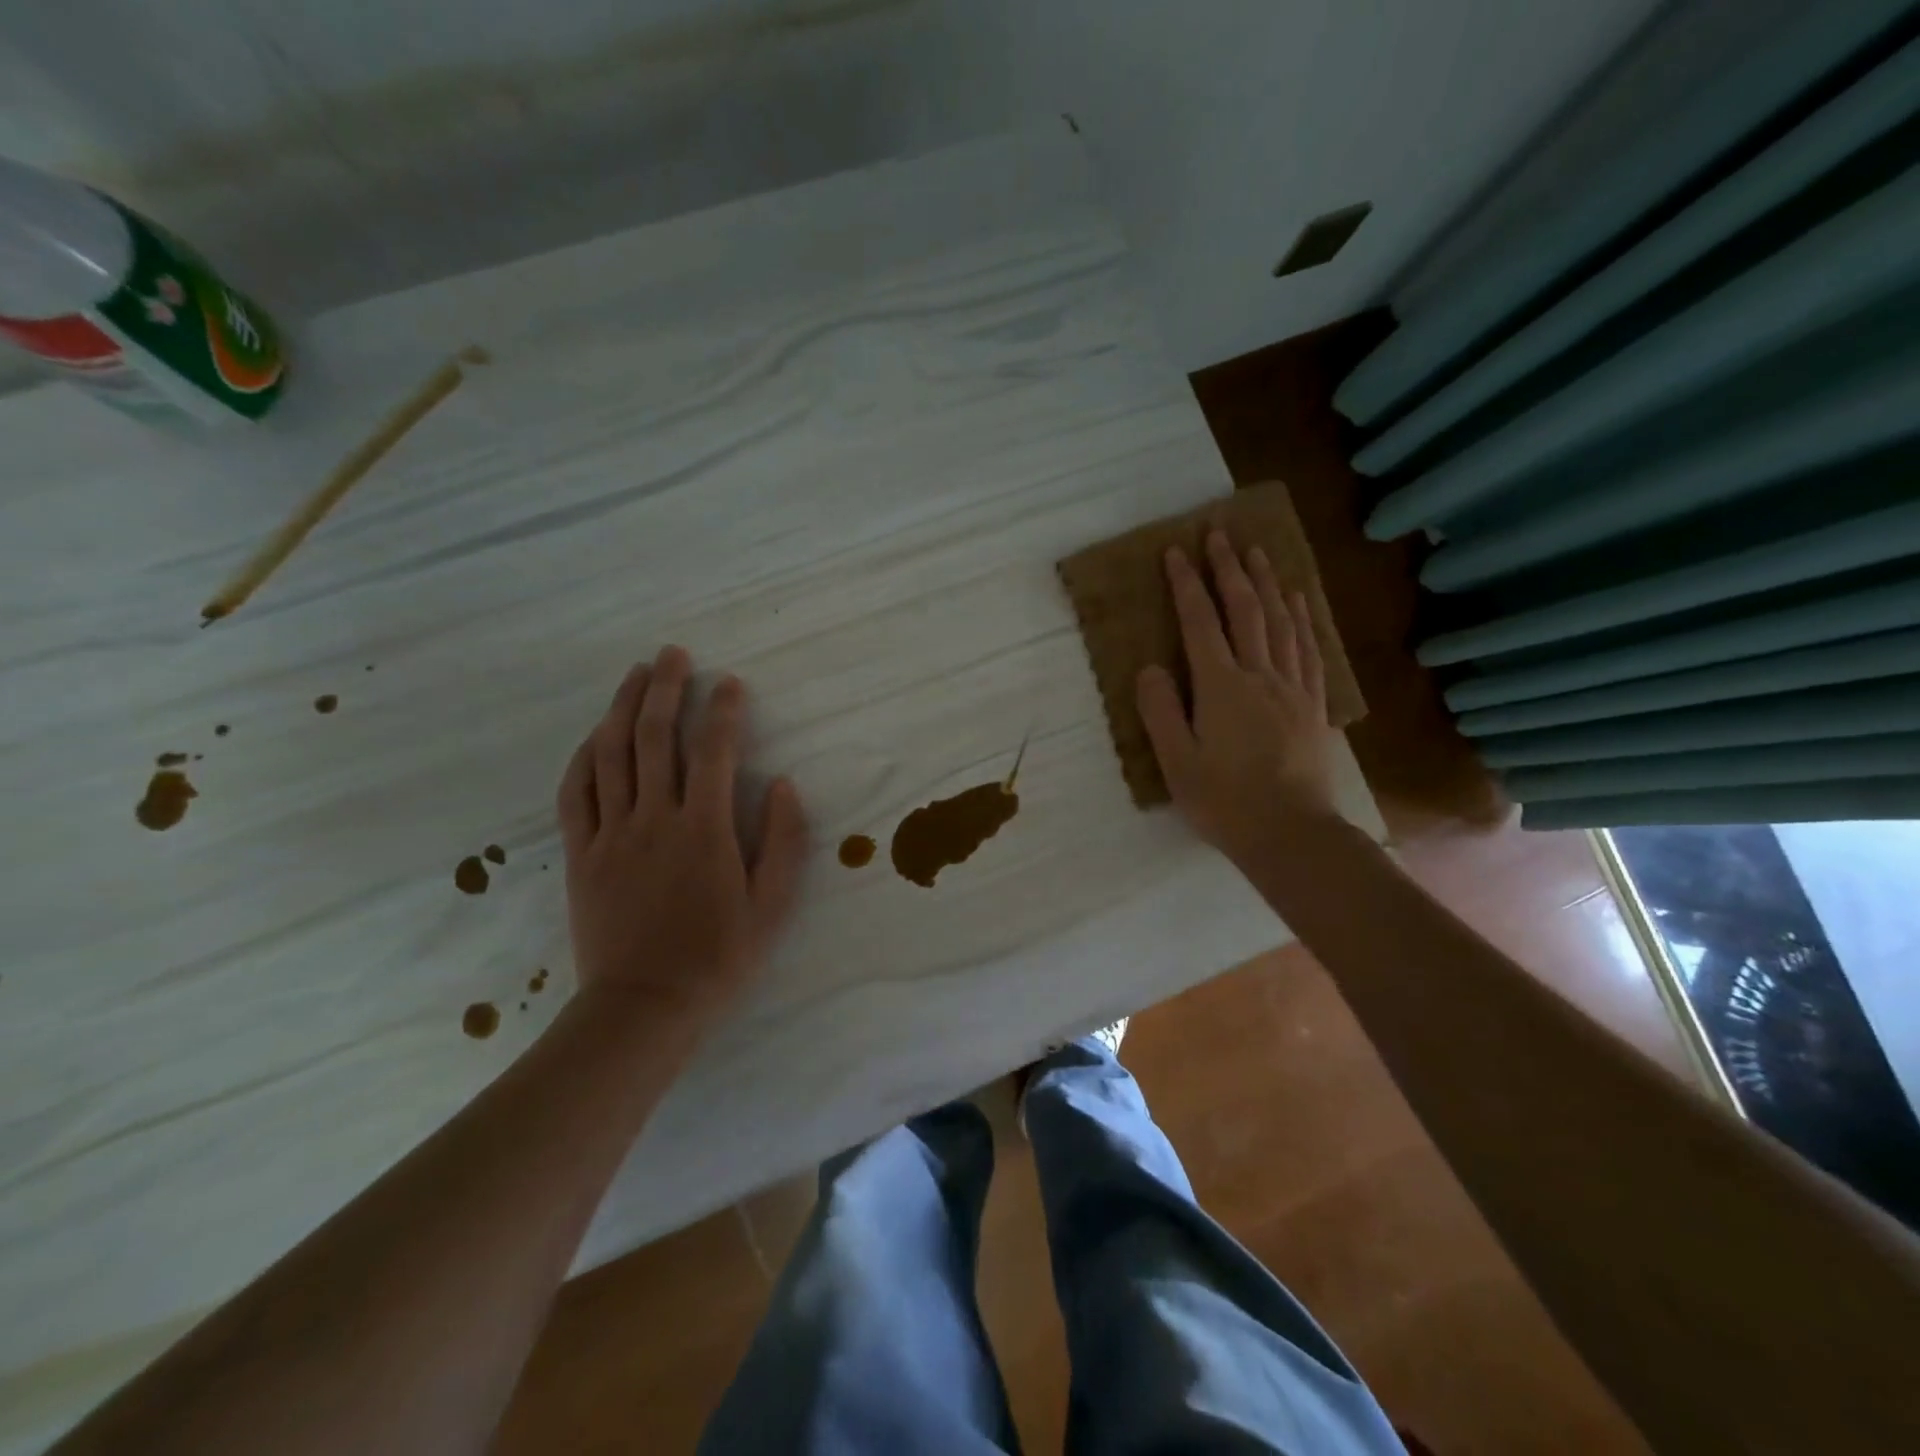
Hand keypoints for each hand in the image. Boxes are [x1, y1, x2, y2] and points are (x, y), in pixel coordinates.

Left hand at [557, 645, 809, 1032]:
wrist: (642, 1008)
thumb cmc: (717, 958)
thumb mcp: (771, 907)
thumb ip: (783, 843)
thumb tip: (782, 785)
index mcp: (703, 830)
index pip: (712, 752)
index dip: (722, 710)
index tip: (730, 683)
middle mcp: (653, 820)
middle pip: (654, 738)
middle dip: (666, 688)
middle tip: (675, 654)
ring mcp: (610, 835)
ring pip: (611, 755)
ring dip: (623, 707)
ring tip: (636, 674)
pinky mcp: (580, 855)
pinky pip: (574, 794)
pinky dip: (583, 757)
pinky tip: (593, 735)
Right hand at [1136, 531, 1339, 869]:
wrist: (1291, 833)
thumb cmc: (1225, 801)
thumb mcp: (1176, 762)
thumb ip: (1160, 710)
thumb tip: (1151, 667)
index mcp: (1221, 687)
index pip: (1200, 624)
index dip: (1186, 585)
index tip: (1175, 552)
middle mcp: (1259, 675)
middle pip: (1244, 610)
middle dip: (1228, 569)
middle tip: (1218, 534)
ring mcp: (1291, 687)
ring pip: (1279, 621)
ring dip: (1266, 582)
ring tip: (1256, 551)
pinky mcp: (1312, 703)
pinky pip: (1307, 648)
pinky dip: (1300, 617)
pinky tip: (1297, 600)